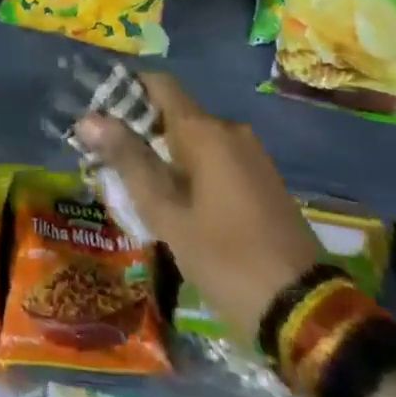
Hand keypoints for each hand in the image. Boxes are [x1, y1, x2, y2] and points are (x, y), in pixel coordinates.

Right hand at [75, 71, 320, 339]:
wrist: (305, 312)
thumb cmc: (226, 259)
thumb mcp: (167, 214)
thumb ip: (128, 161)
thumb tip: (89, 118)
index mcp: (205, 131)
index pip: (159, 84)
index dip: (125, 89)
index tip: (96, 112)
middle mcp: (230, 130)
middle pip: (174, 113)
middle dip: (139, 131)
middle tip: (106, 161)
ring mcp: (251, 156)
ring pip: (194, 140)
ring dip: (163, 154)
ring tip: (133, 188)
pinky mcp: (262, 181)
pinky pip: (215, 159)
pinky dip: (189, 170)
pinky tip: (173, 204)